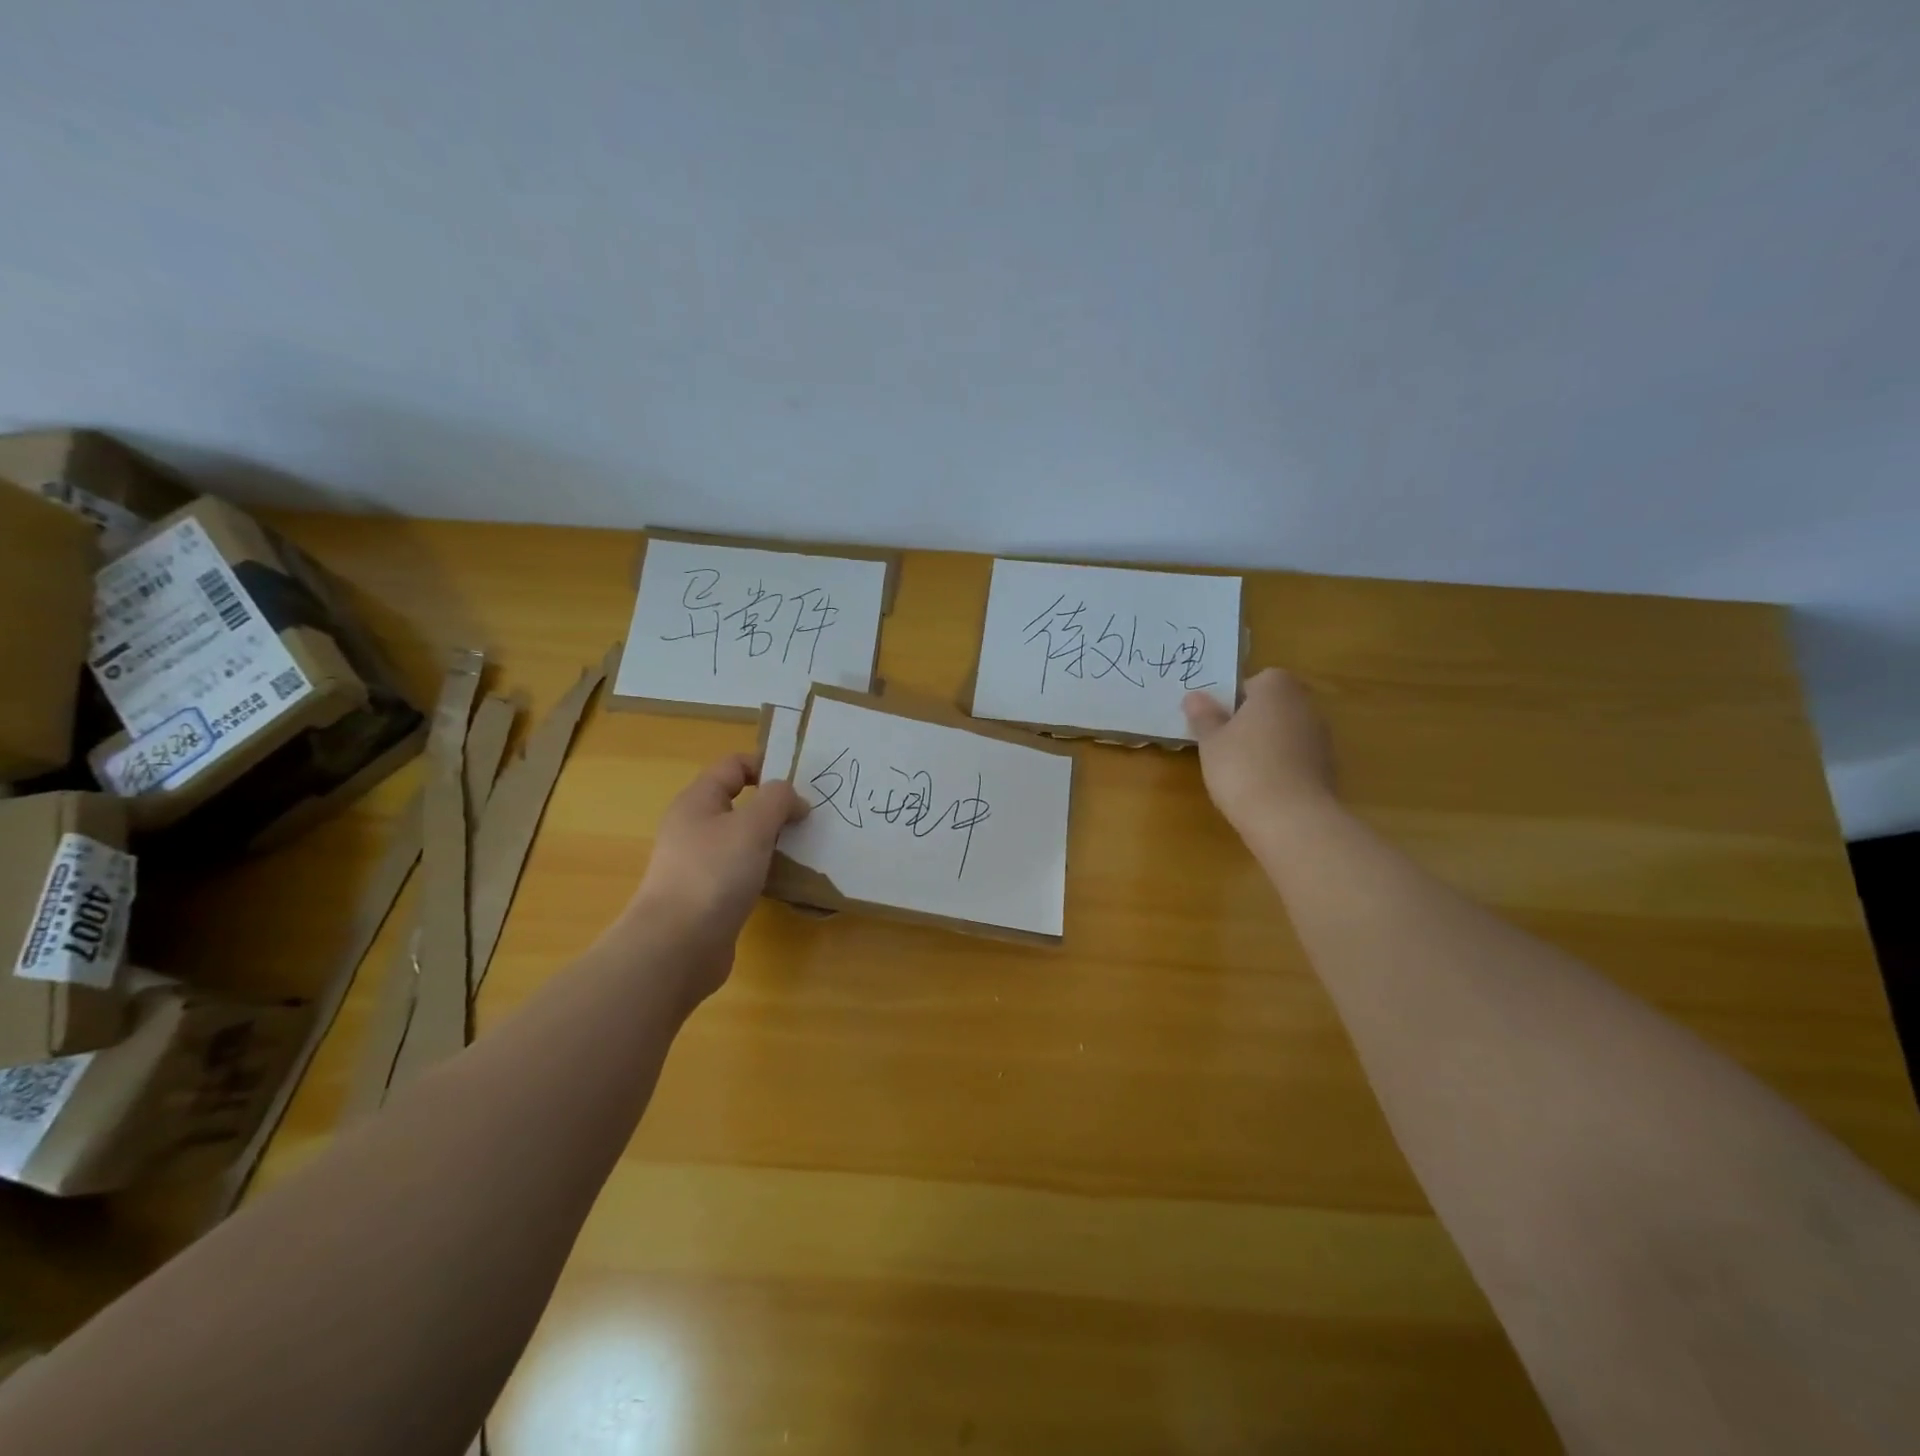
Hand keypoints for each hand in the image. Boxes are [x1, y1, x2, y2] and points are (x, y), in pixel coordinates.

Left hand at [622, 754, 807, 1002]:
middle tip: (809, 818)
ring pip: (742, 839)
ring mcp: (698, 864)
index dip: (767, 765)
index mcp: (697, 801)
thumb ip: (777, 800)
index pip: (733, 765)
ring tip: (803, 849)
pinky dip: (763, 870)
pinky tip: (784, 882)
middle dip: (775, 807)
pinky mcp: (708, 896)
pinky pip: (741, 871)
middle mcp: (694, 827)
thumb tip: (793, 798)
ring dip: (772, 840)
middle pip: (739, 803)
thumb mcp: (753, 826)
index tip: (801, 784)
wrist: (676, 947)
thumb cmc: (714, 874)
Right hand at [1182, 669, 1337, 840]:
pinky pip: (1296, 757)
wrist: (1291, 819)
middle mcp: (1305, 704)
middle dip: (1250, 721)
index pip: (1253, 681)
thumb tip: (1194, 697)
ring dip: (1266, 744)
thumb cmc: (1244, 768)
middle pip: (1272, 706)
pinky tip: (1262, 787)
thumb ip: (1204, 716)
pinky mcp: (1327, 768)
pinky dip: (1281, 766)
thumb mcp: (1211, 741)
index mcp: (1277, 688)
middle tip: (1223, 744)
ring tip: (1240, 770)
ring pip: (1285, 732)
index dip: (1233, 699)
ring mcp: (1321, 737)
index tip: (1216, 722)